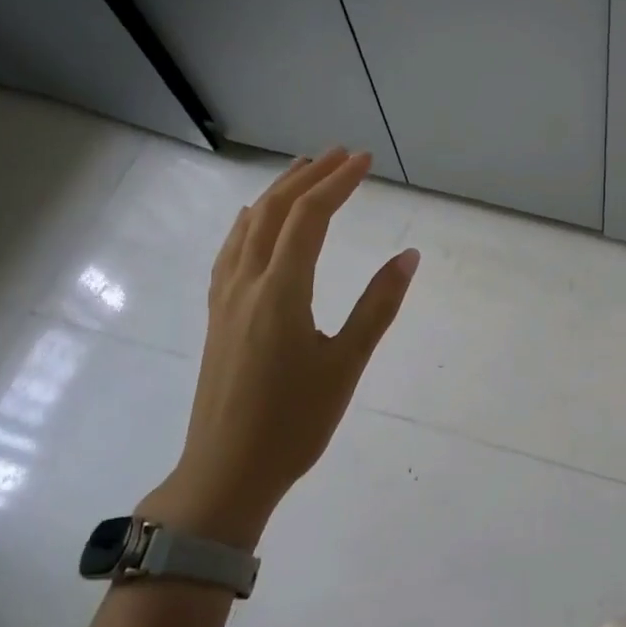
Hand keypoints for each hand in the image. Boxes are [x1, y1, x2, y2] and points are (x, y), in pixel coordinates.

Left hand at [139, 149, 418, 548]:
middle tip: (340, 154)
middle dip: (307, 176)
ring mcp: (225, 299)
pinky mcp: (217, 316)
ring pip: (247, 228)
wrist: (226, 472)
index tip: (364, 160)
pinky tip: (254, 222)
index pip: (309, 218)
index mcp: (280, 292)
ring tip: (302, 171)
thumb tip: (408, 256)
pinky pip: (231, 251)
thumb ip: (377, 306)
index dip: (337, 183)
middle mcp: (246, 284)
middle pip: (273, 211)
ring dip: (276, 193)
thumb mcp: (346, 364)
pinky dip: (250, 223)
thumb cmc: (295, 422)